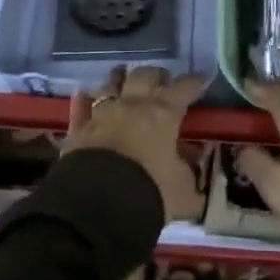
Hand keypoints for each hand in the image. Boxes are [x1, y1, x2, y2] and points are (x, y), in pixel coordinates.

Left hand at [65, 65, 206, 221]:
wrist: (99, 204)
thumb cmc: (150, 192)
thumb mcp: (182, 190)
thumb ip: (189, 173)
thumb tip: (194, 161)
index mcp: (162, 114)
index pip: (183, 89)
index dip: (193, 82)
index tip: (201, 78)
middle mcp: (132, 105)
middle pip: (144, 76)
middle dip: (155, 75)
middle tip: (161, 80)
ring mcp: (102, 114)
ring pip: (110, 85)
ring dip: (118, 80)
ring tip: (123, 78)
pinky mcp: (78, 130)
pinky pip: (80, 108)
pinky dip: (83, 101)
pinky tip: (83, 95)